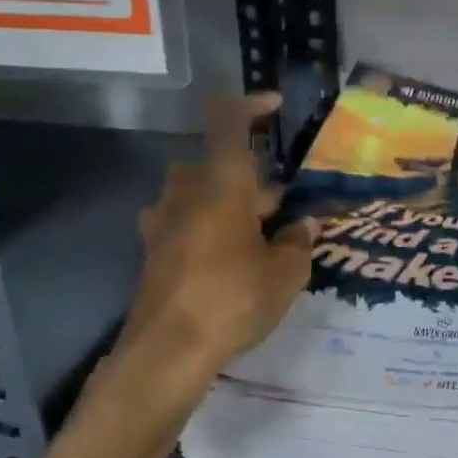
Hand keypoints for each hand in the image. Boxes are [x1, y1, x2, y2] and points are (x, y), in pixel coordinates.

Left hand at [106, 94, 316, 422]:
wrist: (166, 352)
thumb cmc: (232, 299)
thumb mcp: (285, 273)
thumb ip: (298, 242)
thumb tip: (304, 226)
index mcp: (222, 183)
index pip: (229, 123)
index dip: (251, 105)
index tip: (275, 106)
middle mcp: (187, 192)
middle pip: (219, 164)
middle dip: (254, 179)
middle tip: (286, 209)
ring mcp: (164, 221)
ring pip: (201, 192)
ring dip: (229, 202)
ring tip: (260, 235)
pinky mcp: (153, 250)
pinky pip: (186, 221)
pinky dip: (208, 226)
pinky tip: (228, 258)